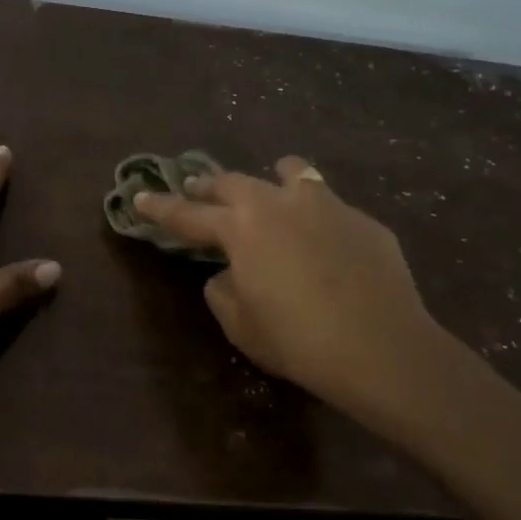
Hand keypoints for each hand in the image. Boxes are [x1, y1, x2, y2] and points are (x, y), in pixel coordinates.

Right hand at [134, 158, 455, 424]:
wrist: (381, 347)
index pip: (188, 214)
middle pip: (234, 182)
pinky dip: (315, 216)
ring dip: (271, 178)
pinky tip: (325, 243)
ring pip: (292, 172)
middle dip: (209, 186)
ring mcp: (328, 205)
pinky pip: (331, 207)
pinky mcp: (364, 220)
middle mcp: (281, 203)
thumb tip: (228, 272)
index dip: (160, 208)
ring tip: (270, 188)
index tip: (140, 197)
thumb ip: (223, 290)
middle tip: (196, 189)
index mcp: (242, 228)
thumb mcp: (241, 324)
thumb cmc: (297, 340)